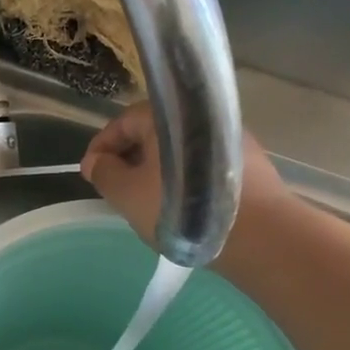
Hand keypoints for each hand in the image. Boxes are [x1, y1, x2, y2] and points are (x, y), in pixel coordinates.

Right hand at [81, 102, 284, 252]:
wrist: (258, 234)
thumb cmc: (181, 210)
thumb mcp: (126, 194)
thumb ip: (104, 172)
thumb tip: (95, 161)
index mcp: (166, 116)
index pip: (122, 123)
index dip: (101, 148)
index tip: (91, 174)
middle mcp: (199, 116)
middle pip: (152, 132)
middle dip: (129, 158)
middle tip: (117, 188)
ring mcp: (228, 137)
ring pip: (179, 149)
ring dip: (158, 169)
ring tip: (148, 199)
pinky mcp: (247, 161)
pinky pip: (203, 163)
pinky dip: (185, 178)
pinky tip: (181, 205)